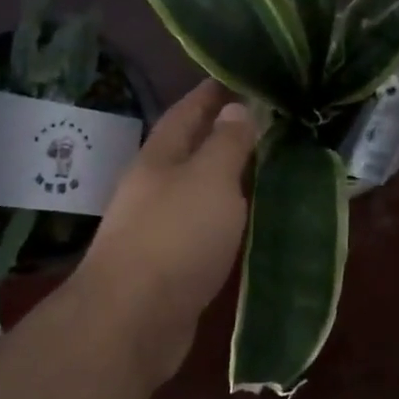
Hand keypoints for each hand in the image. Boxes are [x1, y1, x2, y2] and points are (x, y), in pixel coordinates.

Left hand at [77, 80, 257, 382]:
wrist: (131, 322)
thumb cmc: (174, 237)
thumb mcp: (210, 179)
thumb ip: (227, 142)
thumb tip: (236, 106)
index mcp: (161, 156)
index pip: (188, 109)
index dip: (213, 90)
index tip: (242, 75)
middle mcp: (155, 184)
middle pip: (191, 147)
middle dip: (223, 130)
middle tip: (268, 118)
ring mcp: (158, 225)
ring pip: (198, 186)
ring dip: (227, 173)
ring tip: (266, 162)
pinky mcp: (169, 263)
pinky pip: (203, 224)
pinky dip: (226, 213)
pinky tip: (248, 217)